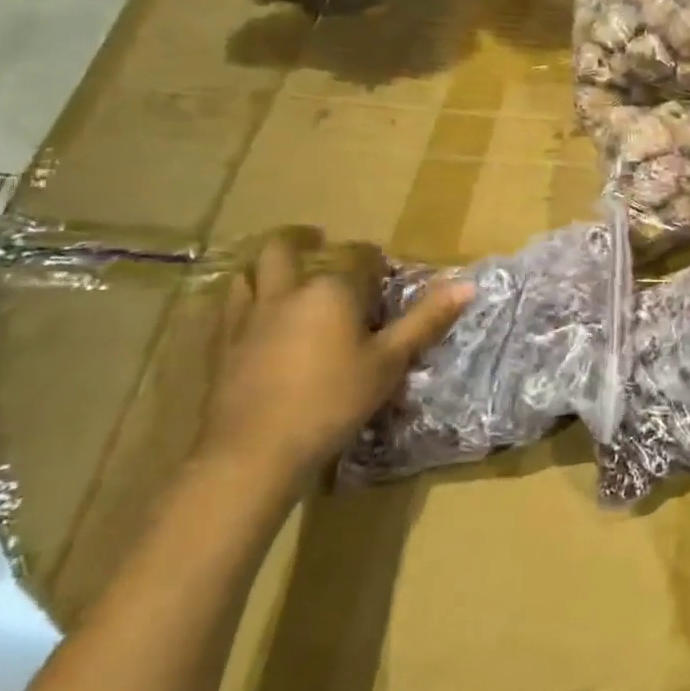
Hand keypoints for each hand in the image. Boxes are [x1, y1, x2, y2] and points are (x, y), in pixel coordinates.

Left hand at [198, 230, 472, 497]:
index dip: (375, 261)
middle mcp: (287, 291)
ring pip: (249, 273)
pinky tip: (255, 317)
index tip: (384, 276)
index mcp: (332, 289)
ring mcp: (248, 316)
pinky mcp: (221, 345)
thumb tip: (467, 284)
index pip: (359, 256)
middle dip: (302, 239)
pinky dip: (244, 299)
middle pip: (285, 248)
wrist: (255, 451)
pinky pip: (229, 306)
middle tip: (317, 241)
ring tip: (282, 275)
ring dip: (266, 267)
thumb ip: (426, 320)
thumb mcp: (390, 362)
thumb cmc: (333, 401)